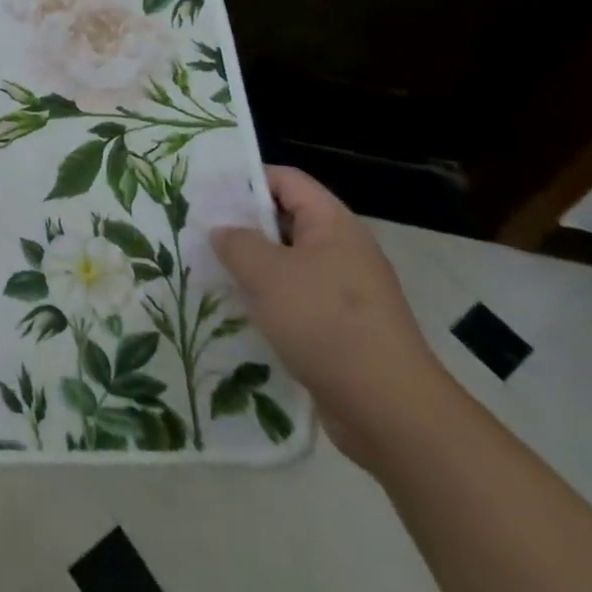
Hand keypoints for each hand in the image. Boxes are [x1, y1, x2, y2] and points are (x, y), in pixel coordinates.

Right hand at [212, 166, 453, 468]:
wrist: (390, 412)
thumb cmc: (325, 323)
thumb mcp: (266, 273)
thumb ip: (236, 242)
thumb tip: (223, 231)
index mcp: (333, 223)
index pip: (286, 180)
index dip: (246, 179)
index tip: (207, 192)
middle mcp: (344, 250)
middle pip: (286, 220)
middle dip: (244, 226)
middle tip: (201, 232)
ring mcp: (347, 292)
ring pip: (290, 264)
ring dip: (254, 268)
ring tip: (213, 272)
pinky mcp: (345, 329)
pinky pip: (299, 301)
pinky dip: (271, 302)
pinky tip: (242, 314)